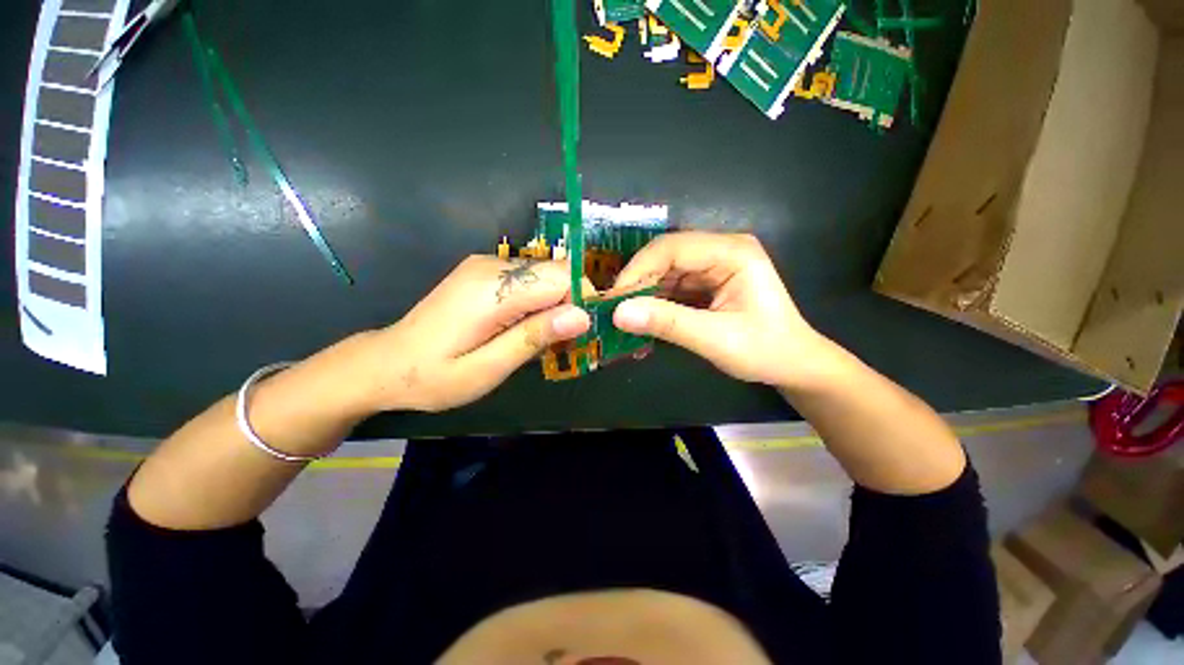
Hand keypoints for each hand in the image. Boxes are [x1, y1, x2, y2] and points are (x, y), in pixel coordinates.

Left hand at [365, 256, 589, 411]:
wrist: (386, 363)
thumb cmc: (434, 376)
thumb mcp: (488, 368)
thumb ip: (534, 337)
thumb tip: (581, 316)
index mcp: (492, 289)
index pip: (561, 276)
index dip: (582, 300)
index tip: (582, 333)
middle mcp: (492, 266)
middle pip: (556, 272)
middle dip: (571, 303)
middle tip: (565, 342)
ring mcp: (487, 266)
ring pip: (545, 275)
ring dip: (557, 304)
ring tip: (546, 339)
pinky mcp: (485, 273)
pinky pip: (528, 280)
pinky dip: (540, 301)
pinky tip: (527, 327)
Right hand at [613, 232, 835, 388]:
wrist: (793, 365)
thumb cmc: (765, 350)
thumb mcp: (715, 339)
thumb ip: (667, 323)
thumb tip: (619, 314)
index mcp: (732, 252)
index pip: (672, 248)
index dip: (638, 270)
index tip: (614, 299)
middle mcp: (720, 251)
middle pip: (665, 257)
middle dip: (638, 283)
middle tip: (614, 311)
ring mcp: (713, 266)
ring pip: (664, 272)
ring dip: (644, 295)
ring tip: (625, 319)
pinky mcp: (706, 282)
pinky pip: (671, 286)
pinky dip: (655, 304)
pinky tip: (644, 321)